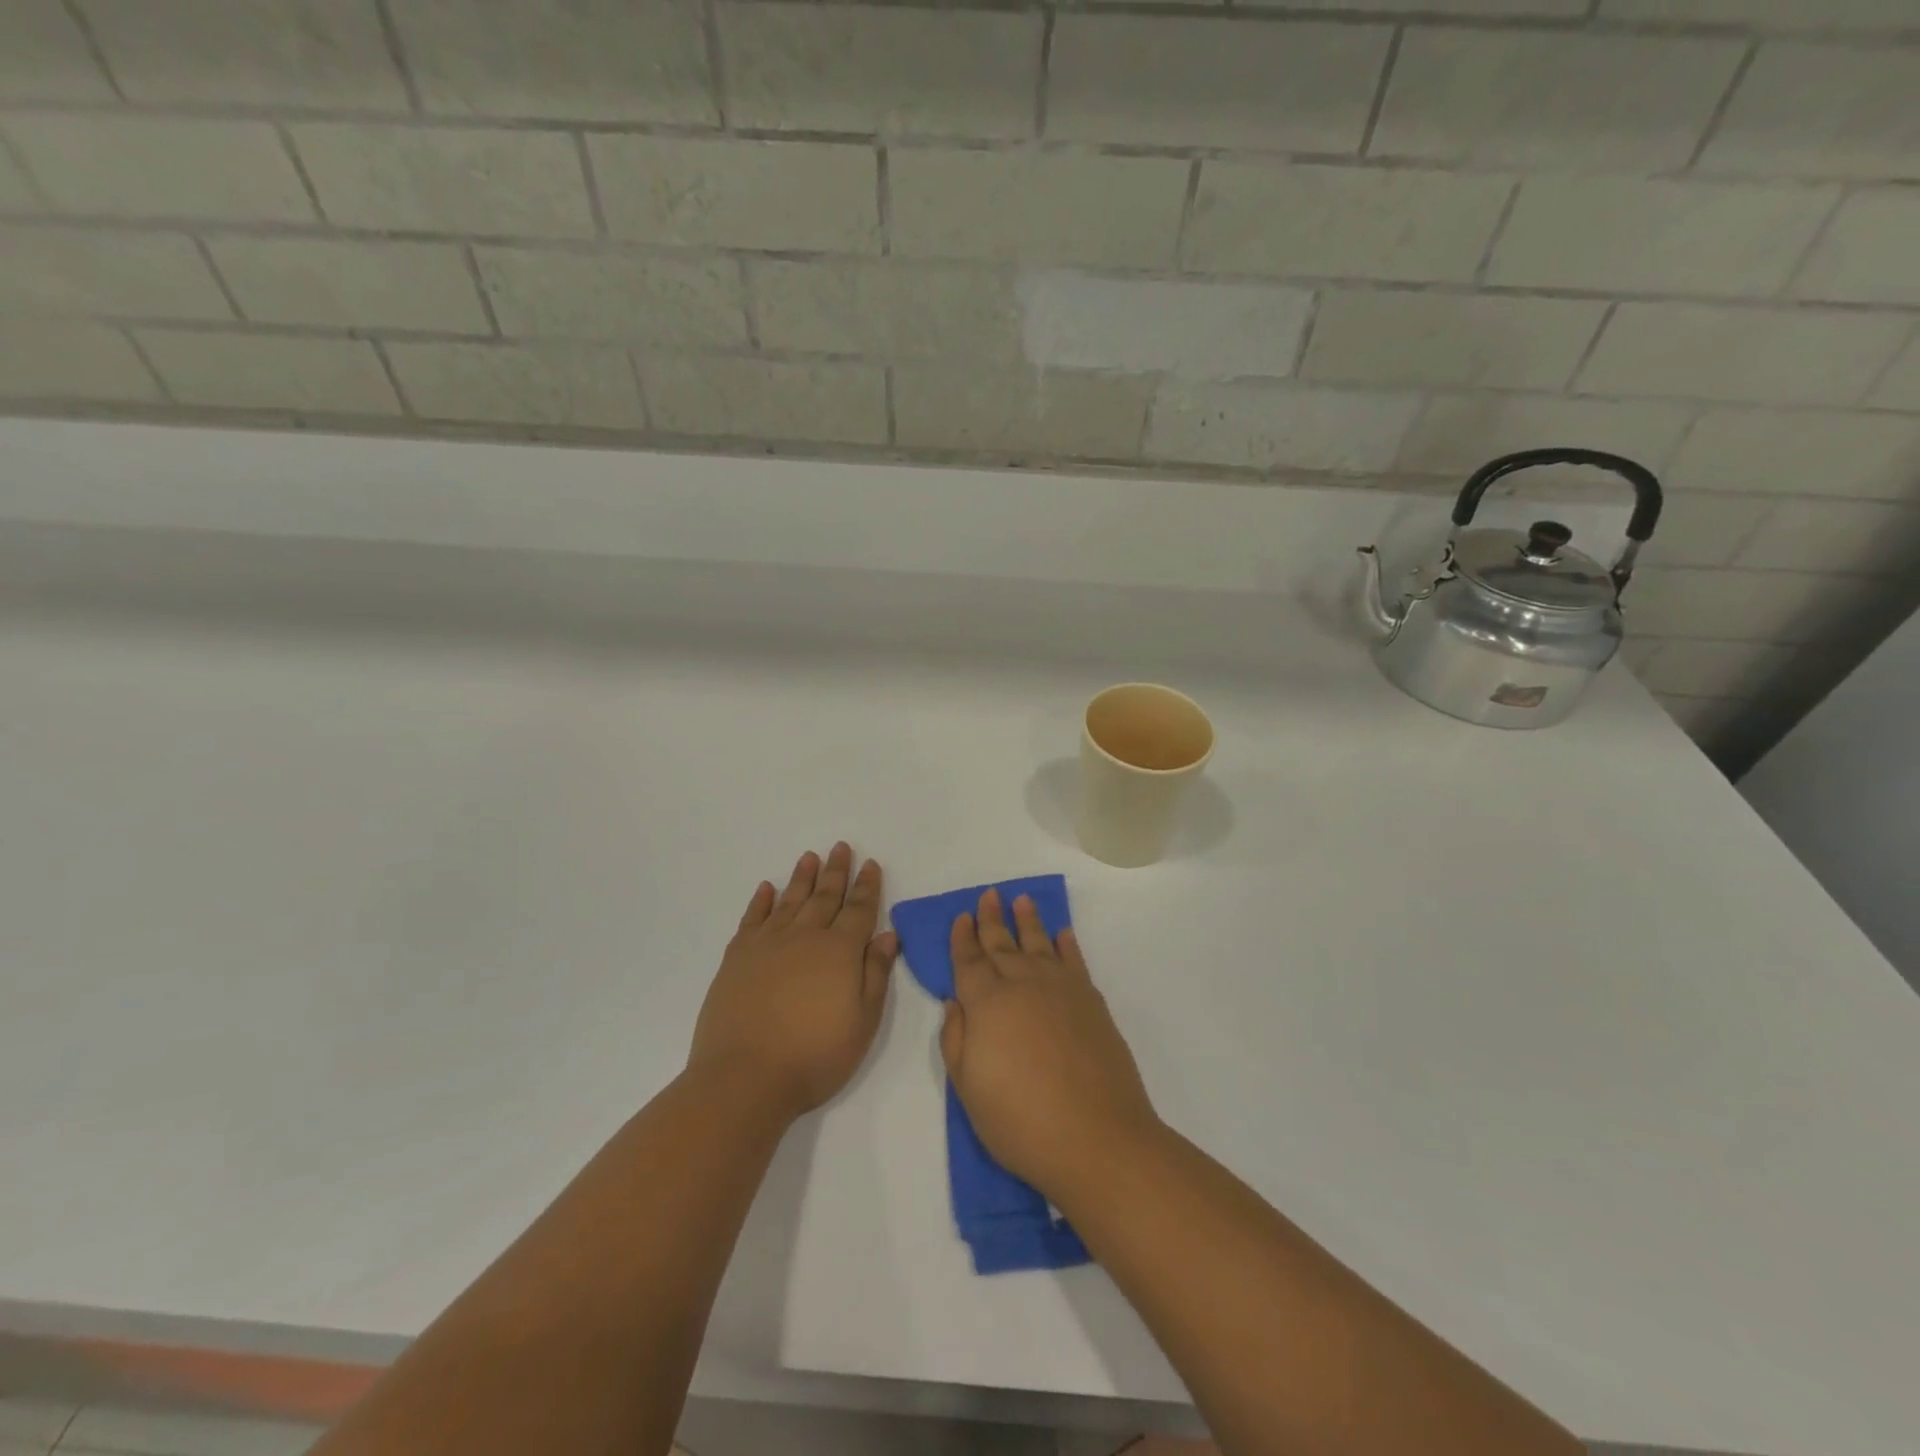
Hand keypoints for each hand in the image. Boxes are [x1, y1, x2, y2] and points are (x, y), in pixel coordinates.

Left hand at [689, 844, 897, 1120]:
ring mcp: (767, 944)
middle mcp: (805, 937)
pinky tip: (767, 889)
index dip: (867, 886)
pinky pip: (752, 919)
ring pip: (790, 900)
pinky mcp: (737, 958)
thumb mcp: (863, 1022)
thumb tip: (888, 935)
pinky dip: (761, 901)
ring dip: (802, 878)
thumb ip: (876, 974)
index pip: (859, 910)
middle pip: (825, 897)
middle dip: (836, 871)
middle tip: (841, 847)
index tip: (871, 864)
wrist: (745, 1077)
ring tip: (810, 857)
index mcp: (840, 951)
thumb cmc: (815, 1055)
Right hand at [941, 888, 1159, 1201]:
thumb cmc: (1021, 1121)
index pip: (969, 961)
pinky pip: (1075, 961)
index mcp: (987, 1003)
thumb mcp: (968, 1088)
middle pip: (1002, 944)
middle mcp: (1023, 985)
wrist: (1097, 1137)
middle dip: (992, 919)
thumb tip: (956, 1002)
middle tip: (988, 894)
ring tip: (1022, 900)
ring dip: (1028, 921)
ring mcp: (1061, 989)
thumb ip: (956, 1039)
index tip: (961, 916)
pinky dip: (1067, 945)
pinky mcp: (1091, 1002)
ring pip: (1039, 943)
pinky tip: (1063, 934)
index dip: (963, 938)